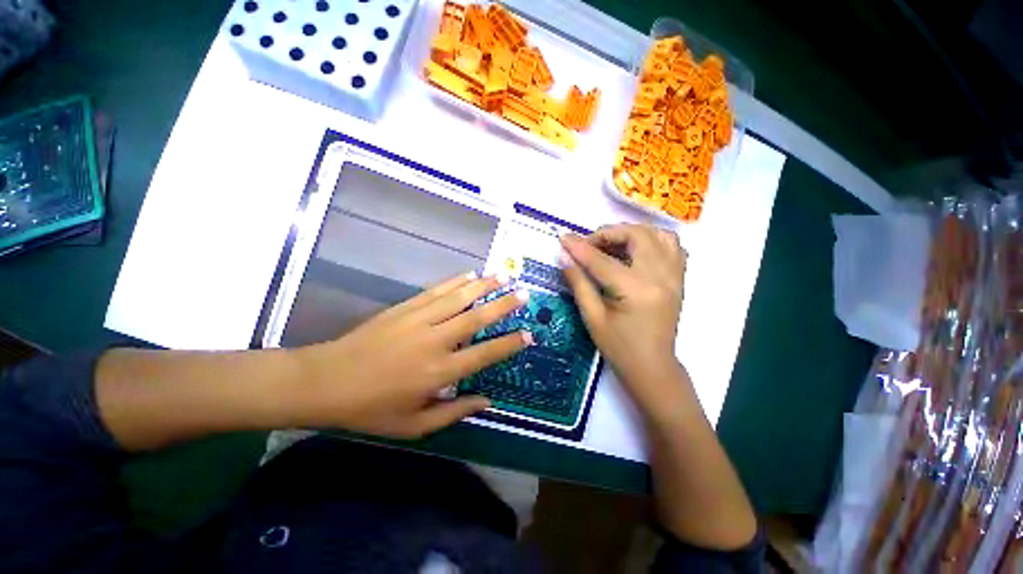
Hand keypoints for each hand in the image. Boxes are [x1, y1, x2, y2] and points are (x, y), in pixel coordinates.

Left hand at [290, 272, 530, 438]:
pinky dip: (455, 281)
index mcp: (439, 372)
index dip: (508, 344)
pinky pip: (436, 291)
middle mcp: (435, 341)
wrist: (326, 381)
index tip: (528, 334)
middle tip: (524, 293)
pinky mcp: (405, 308)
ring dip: (483, 285)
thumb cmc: (371, 409)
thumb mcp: (414, 425)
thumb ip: (454, 412)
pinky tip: (470, 273)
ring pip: (459, 298)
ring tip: (503, 275)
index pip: (484, 354)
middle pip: (476, 318)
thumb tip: (487, 401)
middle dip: (503, 305)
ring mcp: (419, 320)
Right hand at [560, 224, 686, 413]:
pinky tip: (635, 250)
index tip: (563, 238)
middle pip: (637, 236)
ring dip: (632, 233)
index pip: (602, 260)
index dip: (580, 247)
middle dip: (608, 233)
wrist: (652, 367)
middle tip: (589, 245)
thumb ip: (578, 282)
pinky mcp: (679, 279)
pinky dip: (652, 239)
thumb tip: (564, 256)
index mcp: (636, 291)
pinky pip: (672, 246)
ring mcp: (675, 276)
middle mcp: (661, 277)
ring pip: (659, 234)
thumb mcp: (592, 317)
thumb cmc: (618, 347)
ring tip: (612, 244)